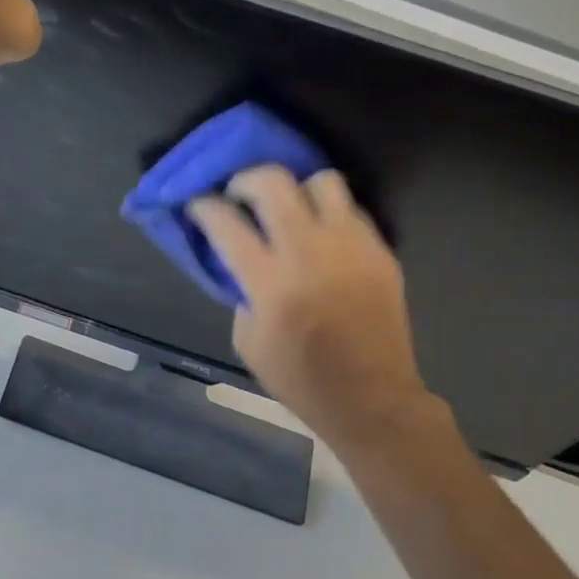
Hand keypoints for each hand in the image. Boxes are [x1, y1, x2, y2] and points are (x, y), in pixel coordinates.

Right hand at [189, 167, 438, 450]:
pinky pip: (350, 210)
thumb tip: (242, 259)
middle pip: (273, 182)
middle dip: (245, 179)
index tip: (197, 203)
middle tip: (238, 194)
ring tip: (288, 208)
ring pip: (321, 181)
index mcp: (270, 282)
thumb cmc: (300, 379)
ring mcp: (351, 247)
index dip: (203, 206)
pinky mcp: (380, 251)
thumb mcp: (248, 340)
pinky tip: (321, 235)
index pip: (226, 222)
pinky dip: (328, 214)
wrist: (372, 399)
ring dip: (296, 189)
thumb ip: (242, 291)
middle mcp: (310, 252)